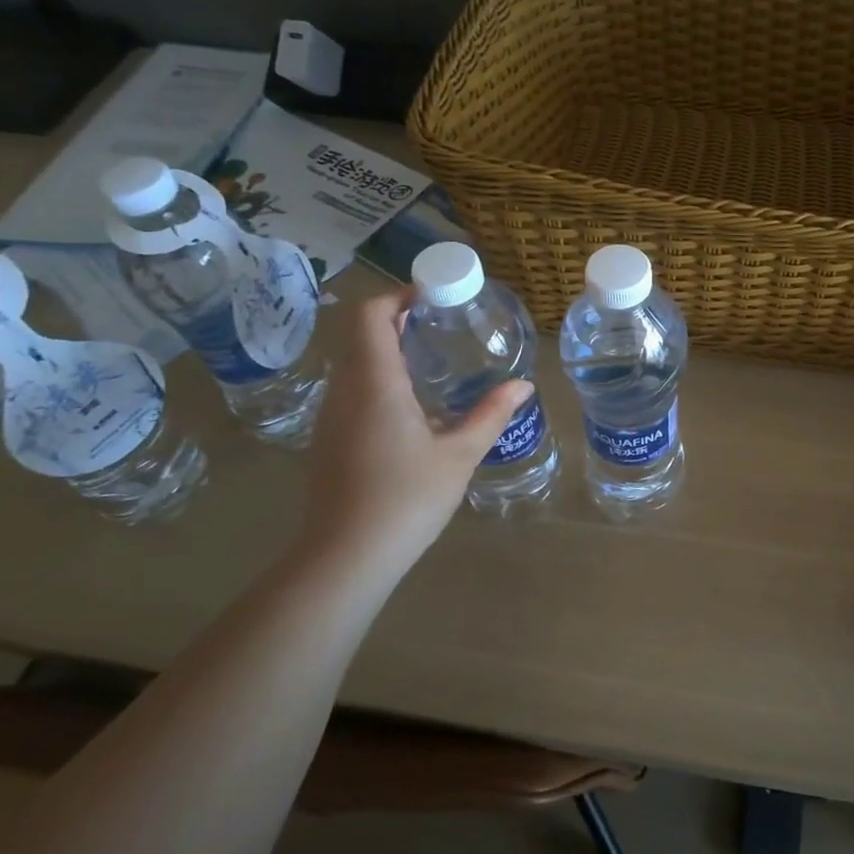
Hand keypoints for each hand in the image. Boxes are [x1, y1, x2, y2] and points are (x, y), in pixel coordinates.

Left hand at [297, 290, 531, 576]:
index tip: (435, 296)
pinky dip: (380, 378)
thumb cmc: (406, 499)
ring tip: (433, 358)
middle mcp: (345, 390)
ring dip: (388, 349)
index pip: (370, 315)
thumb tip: (523, 386)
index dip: (398, 295)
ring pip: (354, 362)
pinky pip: (352, 389)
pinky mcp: (329, 439)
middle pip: (361, 334)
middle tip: (443, 323)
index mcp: (374, 383)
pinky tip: (414, 405)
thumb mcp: (459, 455)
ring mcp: (332, 416)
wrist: (345, 557)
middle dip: (398, 319)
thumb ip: (491, 415)